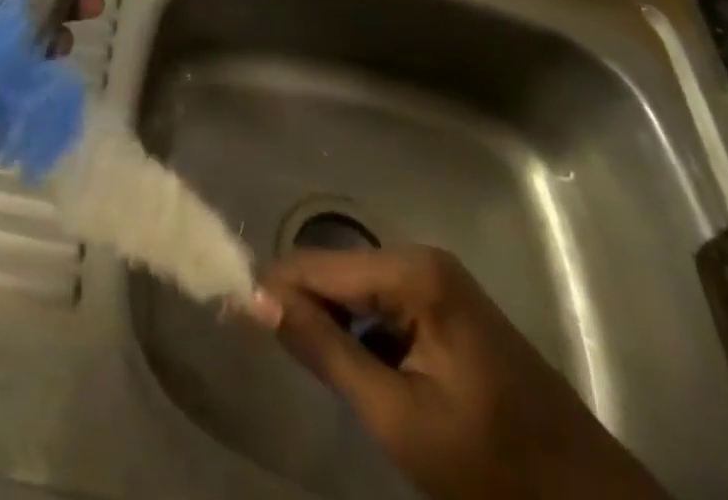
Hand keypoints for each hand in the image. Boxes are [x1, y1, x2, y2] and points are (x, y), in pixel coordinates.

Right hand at [262, 247, 670, 499]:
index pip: (316, 266)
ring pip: (355, 290)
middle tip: (268, 348)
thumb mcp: (399, 417)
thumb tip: (253, 298)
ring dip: (329, 322)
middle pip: (335, 272)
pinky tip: (354, 367)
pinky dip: (359, 332)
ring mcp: (437, 280)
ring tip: (307, 362)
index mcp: (413, 272)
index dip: (272, 290)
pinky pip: (382, 305)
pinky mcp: (445, 305)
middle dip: (301, 306)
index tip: (233, 315)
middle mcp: (421, 258)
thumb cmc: (494, 468)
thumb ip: (324, 350)